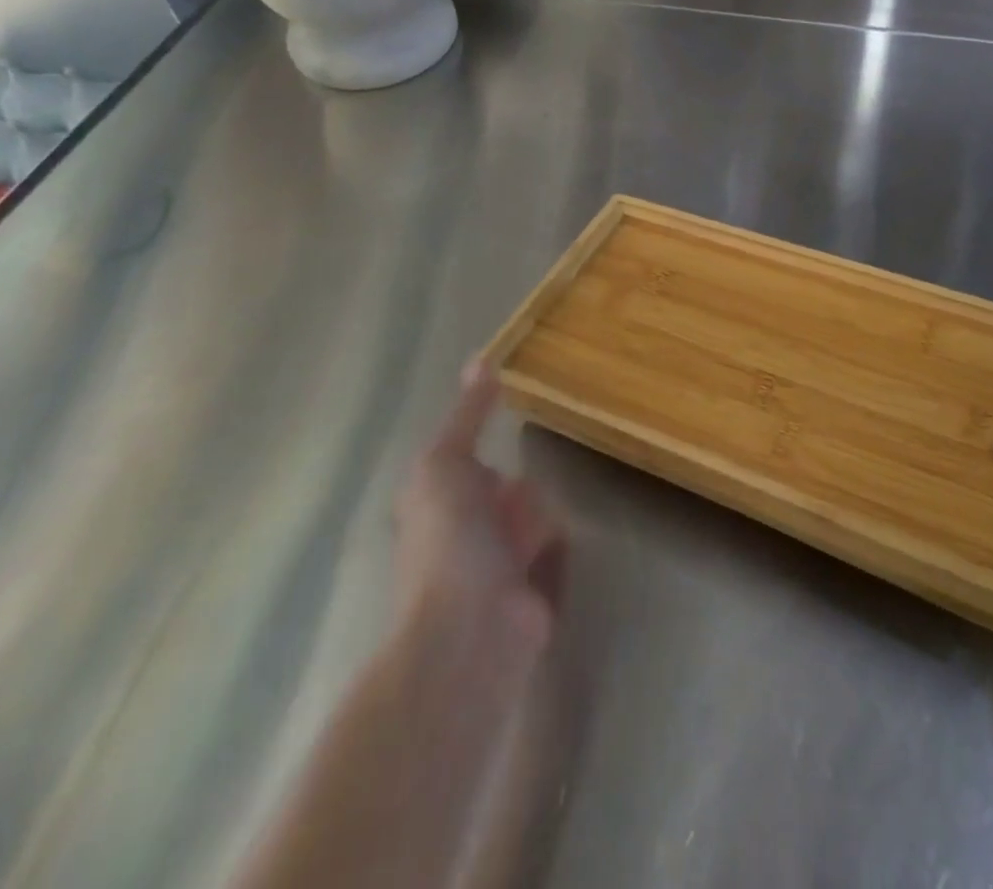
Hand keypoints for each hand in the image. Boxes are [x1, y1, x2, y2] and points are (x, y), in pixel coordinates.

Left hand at [394, 362, 564, 669]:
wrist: (471, 635)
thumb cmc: (451, 541)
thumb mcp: (447, 463)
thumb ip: (468, 414)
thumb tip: (481, 357)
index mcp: (436, 504)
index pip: (462, 463)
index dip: (479, 444)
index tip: (513, 419)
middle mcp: (463, 535)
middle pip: (499, 493)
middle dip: (516, 485)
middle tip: (535, 466)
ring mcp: (497, 570)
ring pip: (528, 522)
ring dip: (538, 516)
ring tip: (543, 515)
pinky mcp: (532, 595)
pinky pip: (551, 558)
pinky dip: (556, 551)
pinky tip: (557, 546)